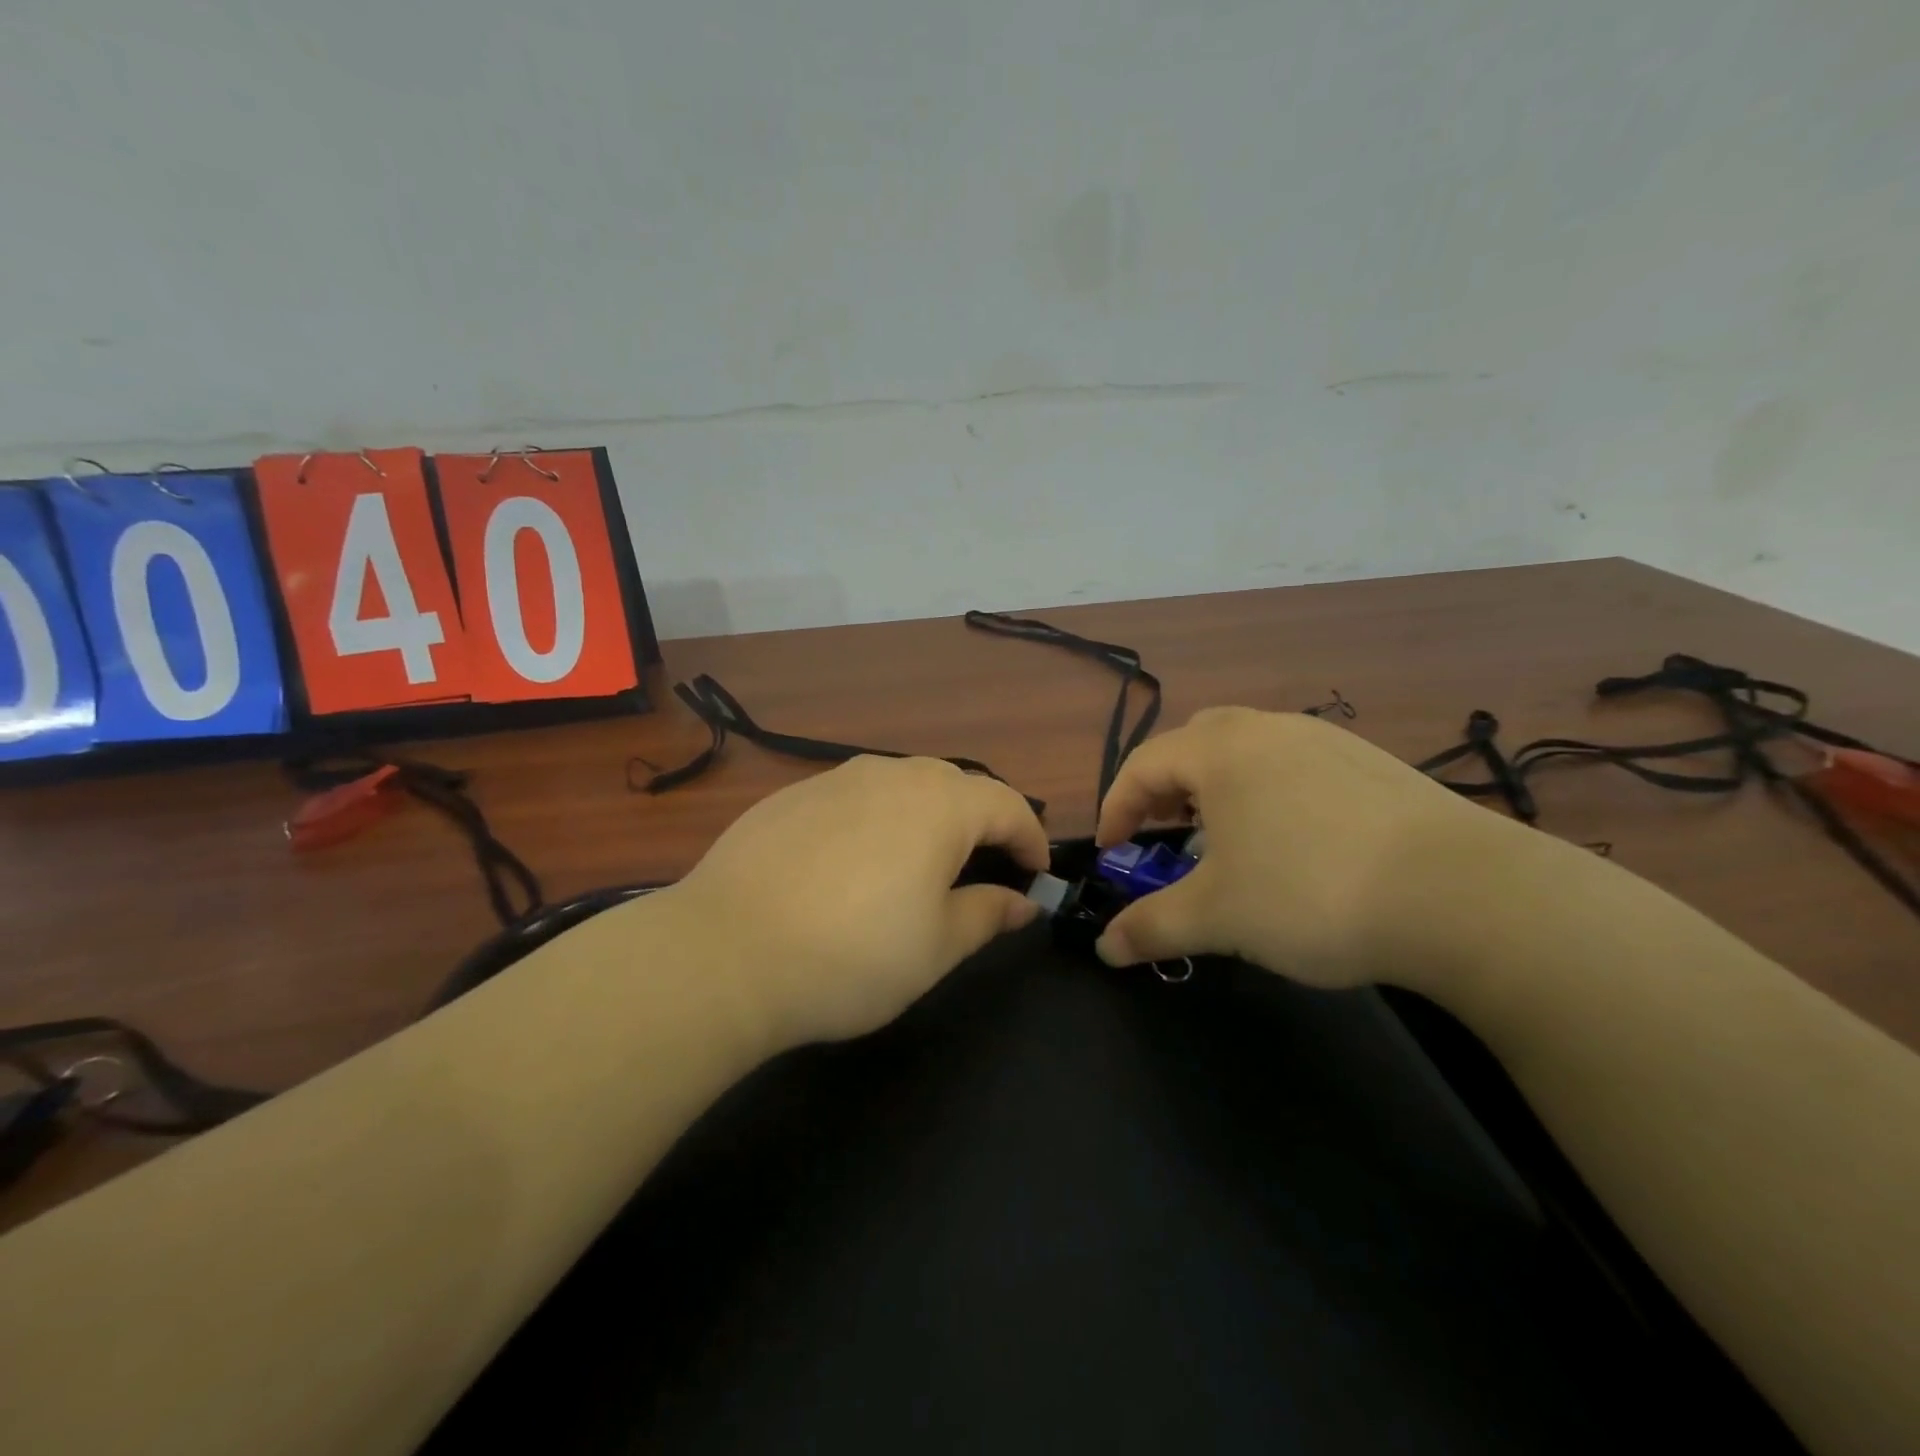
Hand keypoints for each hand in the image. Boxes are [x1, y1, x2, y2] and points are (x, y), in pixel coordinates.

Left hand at [662, 756, 1049, 1047]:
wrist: (725, 953)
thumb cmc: (852, 956)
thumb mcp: (936, 947)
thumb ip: (987, 915)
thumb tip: (1022, 903)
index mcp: (939, 804)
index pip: (1007, 805)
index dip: (1029, 839)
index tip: (1034, 875)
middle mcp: (891, 775)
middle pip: (956, 785)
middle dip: (981, 822)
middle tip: (982, 868)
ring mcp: (835, 779)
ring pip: (902, 785)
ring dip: (927, 816)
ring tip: (920, 863)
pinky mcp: (790, 796)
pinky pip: (854, 796)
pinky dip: (875, 820)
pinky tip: (853, 864)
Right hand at [1094, 706, 1514, 988]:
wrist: (1463, 895)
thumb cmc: (1311, 893)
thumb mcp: (1217, 918)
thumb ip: (1151, 928)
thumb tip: (1106, 949)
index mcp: (1220, 751)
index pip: (1142, 766)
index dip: (1116, 810)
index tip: (1112, 853)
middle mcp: (1268, 729)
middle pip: (1193, 744)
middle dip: (1166, 788)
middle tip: (1165, 833)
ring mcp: (1325, 740)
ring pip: (1248, 751)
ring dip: (1219, 789)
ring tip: (1227, 840)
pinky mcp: (1371, 763)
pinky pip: (1295, 765)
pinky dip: (1270, 794)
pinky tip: (1294, 843)